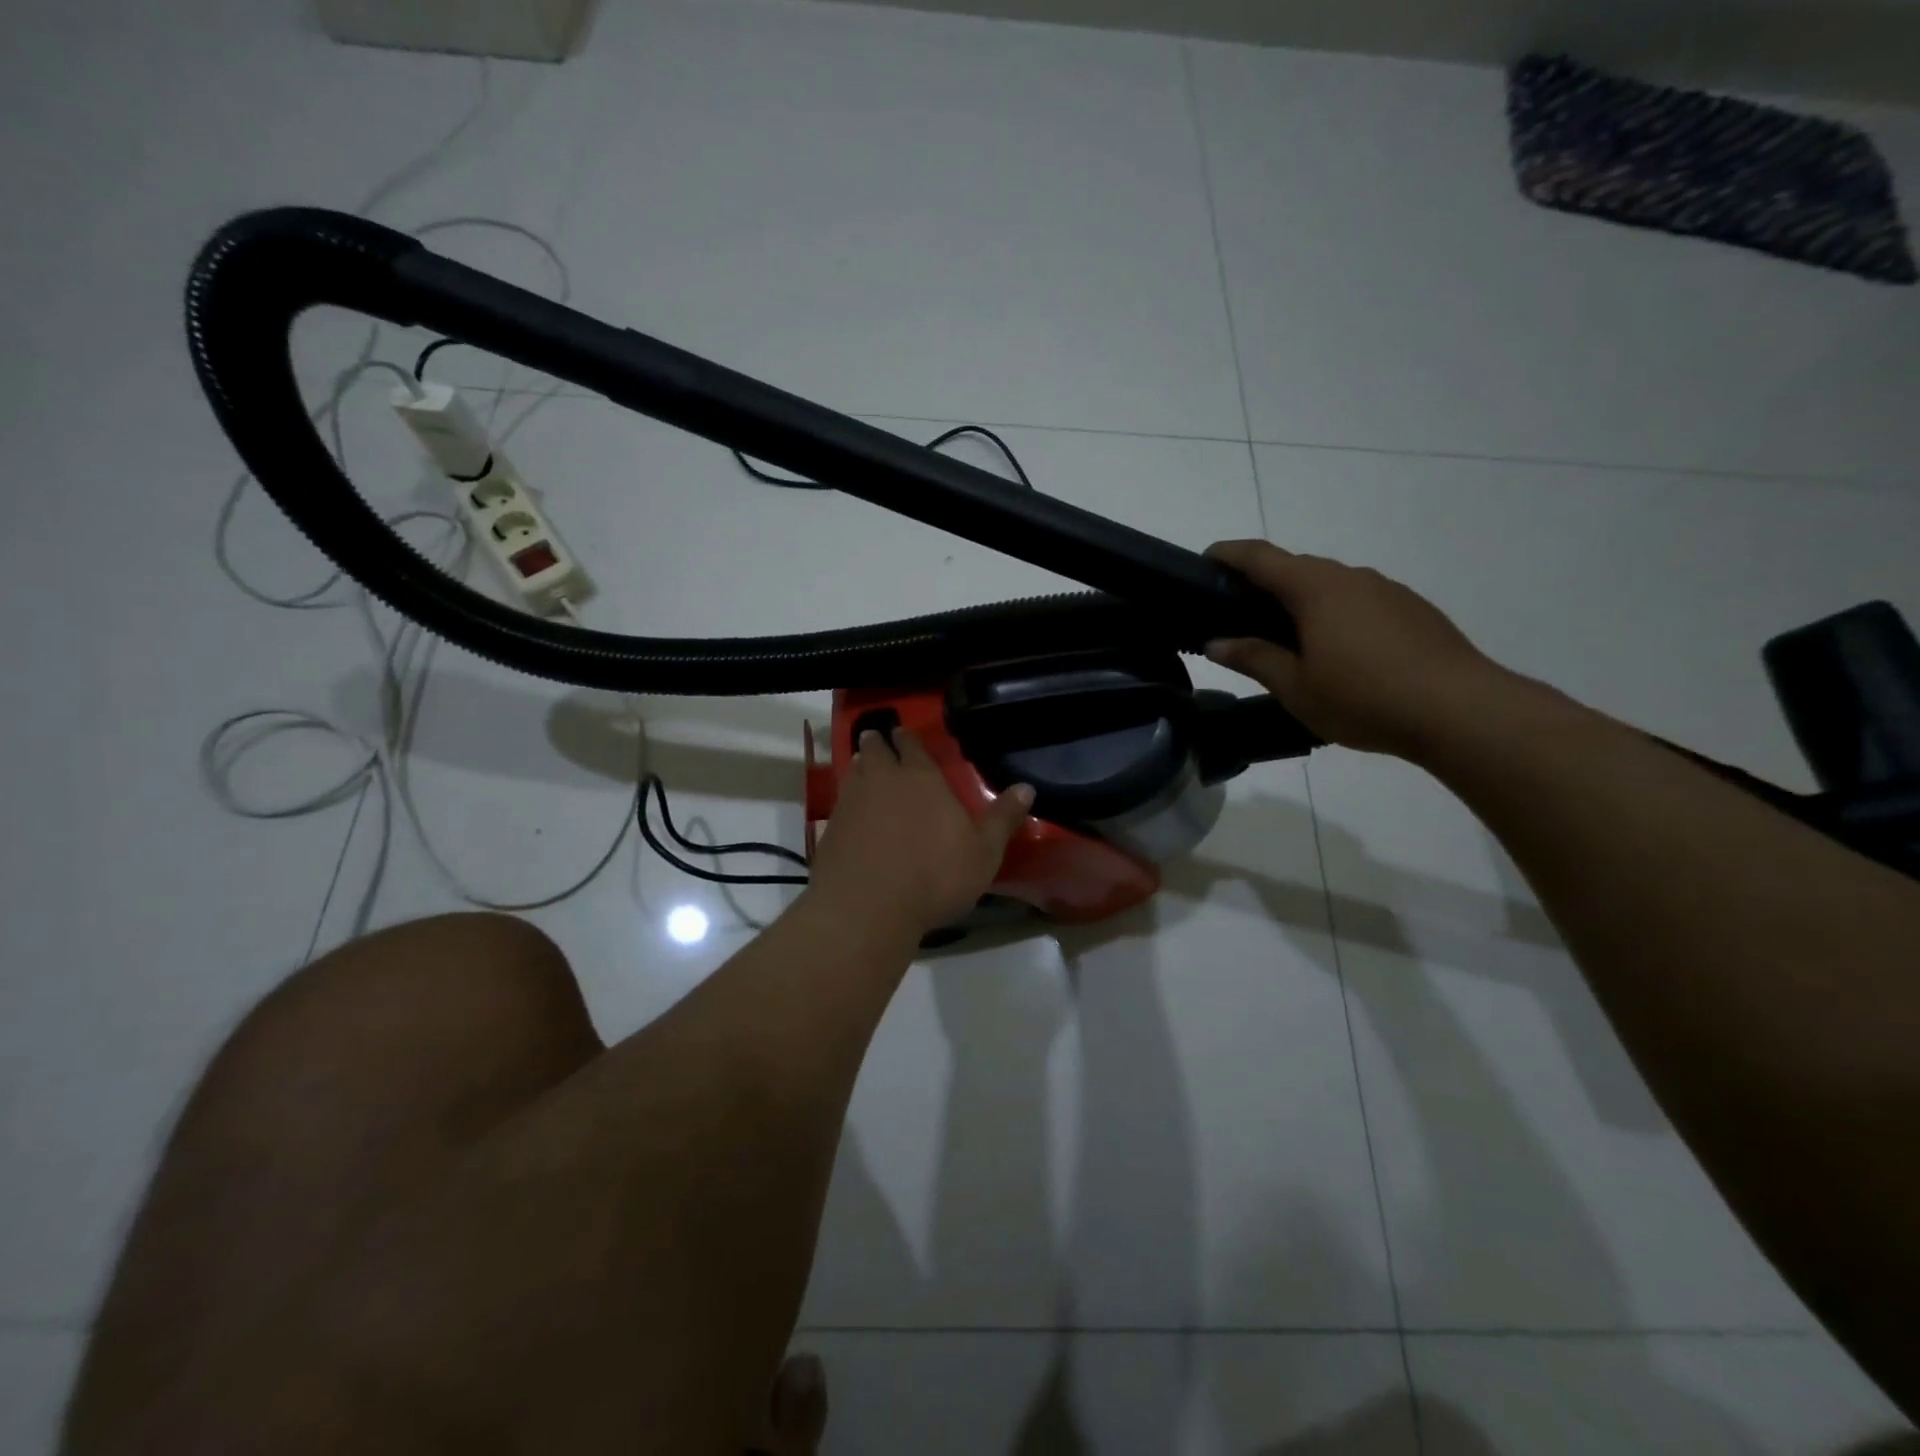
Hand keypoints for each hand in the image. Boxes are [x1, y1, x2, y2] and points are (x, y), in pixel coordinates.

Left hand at [808, 728, 1033, 933]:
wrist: (867, 908)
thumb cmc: (934, 876)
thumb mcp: (983, 853)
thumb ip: (1002, 818)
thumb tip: (1027, 788)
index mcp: (921, 778)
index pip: (912, 745)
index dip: (909, 739)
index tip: (906, 734)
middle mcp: (883, 780)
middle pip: (875, 750)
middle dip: (878, 744)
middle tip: (879, 742)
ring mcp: (851, 802)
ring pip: (853, 772)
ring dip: (859, 767)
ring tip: (864, 768)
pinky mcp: (829, 829)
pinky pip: (840, 803)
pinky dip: (847, 801)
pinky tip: (852, 813)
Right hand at [1204, 540, 1509, 756]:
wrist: (1460, 710)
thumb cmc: (1364, 697)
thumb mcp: (1295, 687)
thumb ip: (1254, 659)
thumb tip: (1216, 642)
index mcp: (1315, 588)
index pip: (1260, 557)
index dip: (1228, 554)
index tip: (1205, 559)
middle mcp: (1351, 577)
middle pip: (1296, 567)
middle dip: (1264, 582)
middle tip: (1240, 614)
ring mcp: (1387, 590)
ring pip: (1332, 585)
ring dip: (1303, 601)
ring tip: (1289, 639)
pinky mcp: (1413, 609)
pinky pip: (1360, 601)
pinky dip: (1336, 614)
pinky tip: (1339, 652)